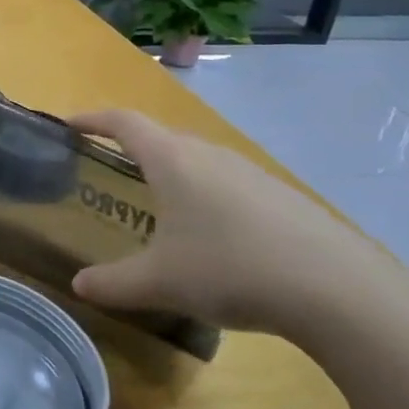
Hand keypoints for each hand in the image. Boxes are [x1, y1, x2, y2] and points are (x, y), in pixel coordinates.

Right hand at [66, 109, 407, 338]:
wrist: (338, 290)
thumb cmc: (229, 269)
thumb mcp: (161, 282)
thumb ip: (114, 283)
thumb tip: (79, 286)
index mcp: (172, 160)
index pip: (123, 122)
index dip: (93, 119)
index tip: (70, 124)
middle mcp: (210, 154)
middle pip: (161, 136)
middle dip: (132, 148)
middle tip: (111, 171)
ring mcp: (251, 173)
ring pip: (199, 160)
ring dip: (174, 172)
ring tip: (161, 206)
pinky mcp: (282, 197)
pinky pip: (230, 184)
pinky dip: (208, 196)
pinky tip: (216, 238)